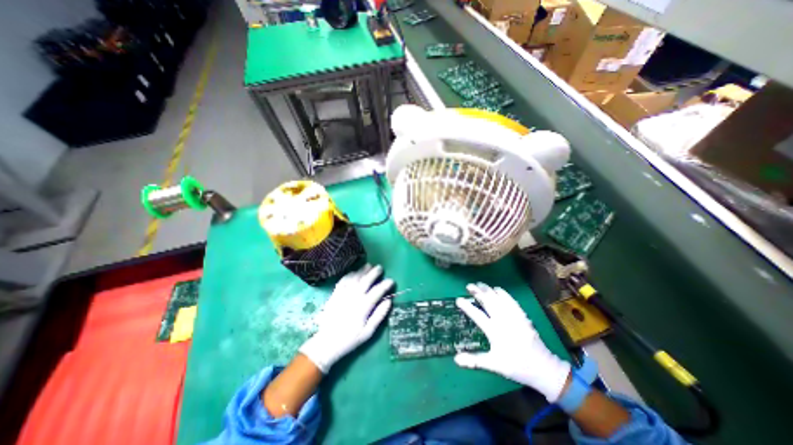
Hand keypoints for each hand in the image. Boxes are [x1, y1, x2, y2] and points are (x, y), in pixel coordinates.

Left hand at [299, 265, 394, 371]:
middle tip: (380, 267)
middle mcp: (353, 298)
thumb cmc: (350, 339)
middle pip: (365, 281)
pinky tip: (354, 272)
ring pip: (354, 278)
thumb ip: (379, 316)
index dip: (385, 285)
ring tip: (369, 266)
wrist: (326, 343)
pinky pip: (343, 281)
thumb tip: (389, 301)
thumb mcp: (368, 333)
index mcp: (363, 307)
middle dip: (374, 273)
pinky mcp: (334, 295)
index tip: (391, 281)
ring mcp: (343, 295)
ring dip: (362, 271)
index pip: (377, 291)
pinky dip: (349, 274)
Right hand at [452, 284, 569, 403]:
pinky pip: (511, 300)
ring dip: (488, 290)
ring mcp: (514, 316)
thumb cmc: (516, 366)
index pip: (478, 316)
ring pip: (498, 299)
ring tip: (480, 284)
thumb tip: (456, 359)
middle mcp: (503, 321)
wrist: (543, 368)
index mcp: (495, 332)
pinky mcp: (522, 315)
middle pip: (488, 302)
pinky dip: (503, 293)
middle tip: (469, 286)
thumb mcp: (494, 365)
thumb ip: (474, 361)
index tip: (458, 299)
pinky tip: (497, 289)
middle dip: (478, 292)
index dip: (467, 307)